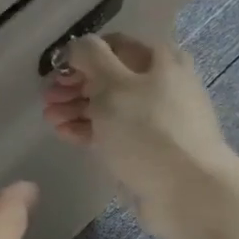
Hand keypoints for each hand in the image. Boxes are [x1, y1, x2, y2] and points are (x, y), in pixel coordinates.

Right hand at [40, 33, 238, 238]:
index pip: (113, 45)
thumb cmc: (149, 129)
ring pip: (109, 106)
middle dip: (75, 85)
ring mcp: (156, 119)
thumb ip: (90, 57)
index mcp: (160, 60)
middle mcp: (161, 84)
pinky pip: (114, 132)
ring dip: (77, 108)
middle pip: (109, 77)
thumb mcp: (113, 84)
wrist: (190, 193)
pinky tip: (64, 133)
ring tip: (50, 118)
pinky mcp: (149, 149)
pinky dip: (88, 130)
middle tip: (48, 97)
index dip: (81, 55)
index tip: (57, 70)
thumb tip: (77, 46)